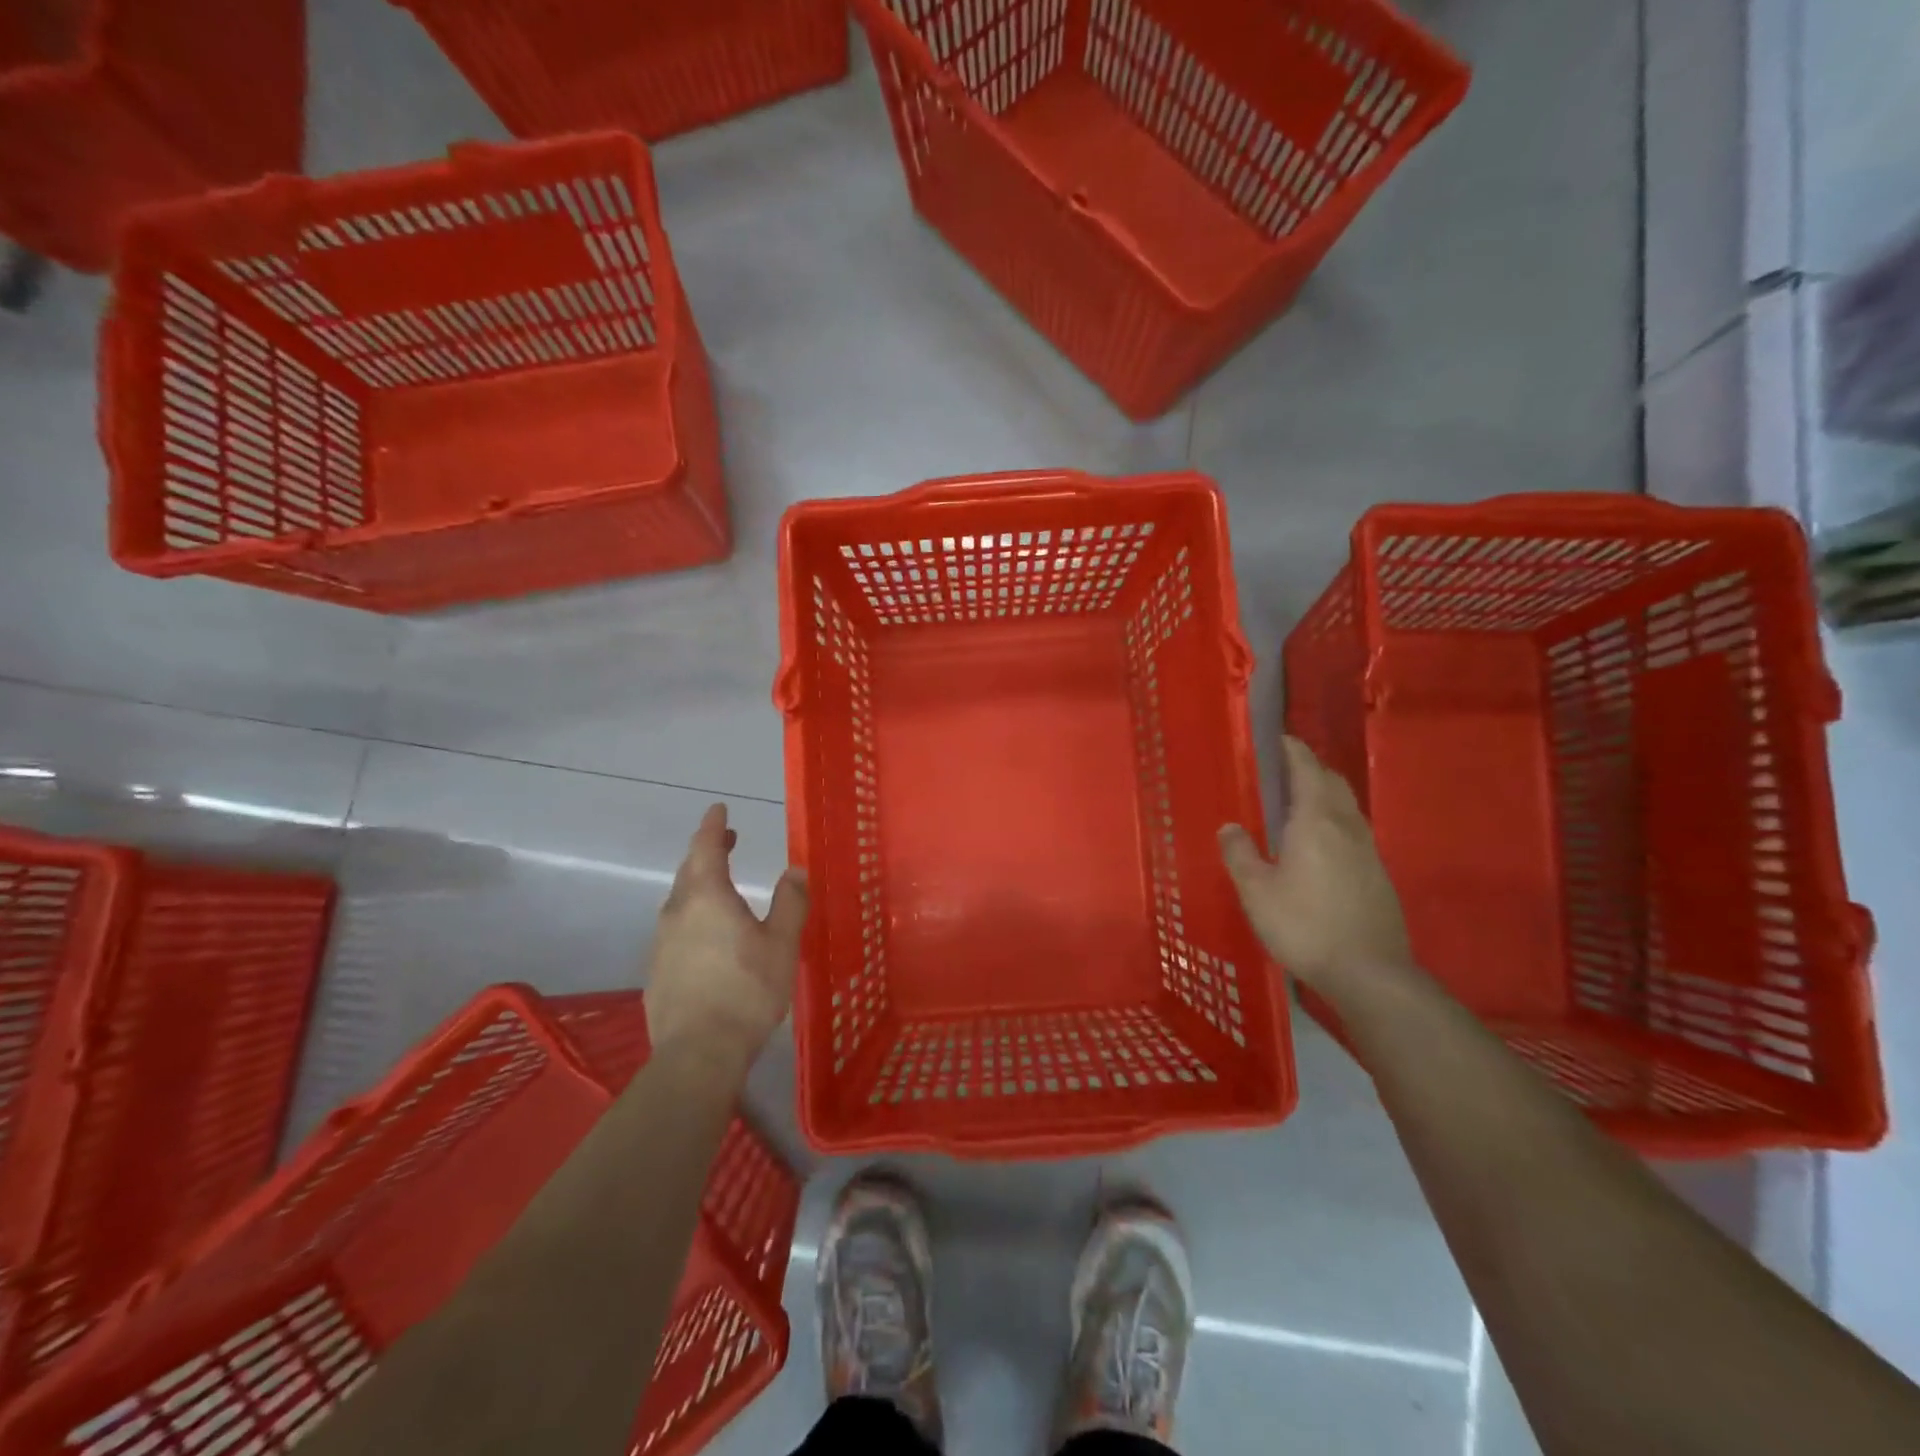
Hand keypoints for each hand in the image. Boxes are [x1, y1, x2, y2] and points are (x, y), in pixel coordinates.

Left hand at [645, 804, 808, 1068]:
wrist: (697, 1053)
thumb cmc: (746, 990)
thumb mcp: (782, 944)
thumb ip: (790, 902)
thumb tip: (795, 869)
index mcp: (707, 897)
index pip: (705, 847)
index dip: (713, 826)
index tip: (719, 809)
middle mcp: (677, 912)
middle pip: (689, 871)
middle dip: (707, 851)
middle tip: (726, 841)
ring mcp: (661, 943)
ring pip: (680, 901)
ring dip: (699, 885)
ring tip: (721, 887)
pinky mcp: (656, 972)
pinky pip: (675, 930)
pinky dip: (692, 918)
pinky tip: (708, 938)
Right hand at [1218, 737, 1411, 992]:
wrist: (1370, 974)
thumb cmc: (1304, 926)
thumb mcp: (1256, 892)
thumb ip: (1240, 854)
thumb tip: (1229, 827)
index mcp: (1316, 820)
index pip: (1306, 769)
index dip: (1291, 750)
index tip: (1276, 738)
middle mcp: (1346, 826)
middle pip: (1332, 782)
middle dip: (1309, 769)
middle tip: (1281, 770)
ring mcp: (1368, 850)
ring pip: (1346, 807)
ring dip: (1323, 794)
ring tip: (1296, 803)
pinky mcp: (1377, 874)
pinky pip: (1353, 830)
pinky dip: (1333, 820)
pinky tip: (1317, 844)